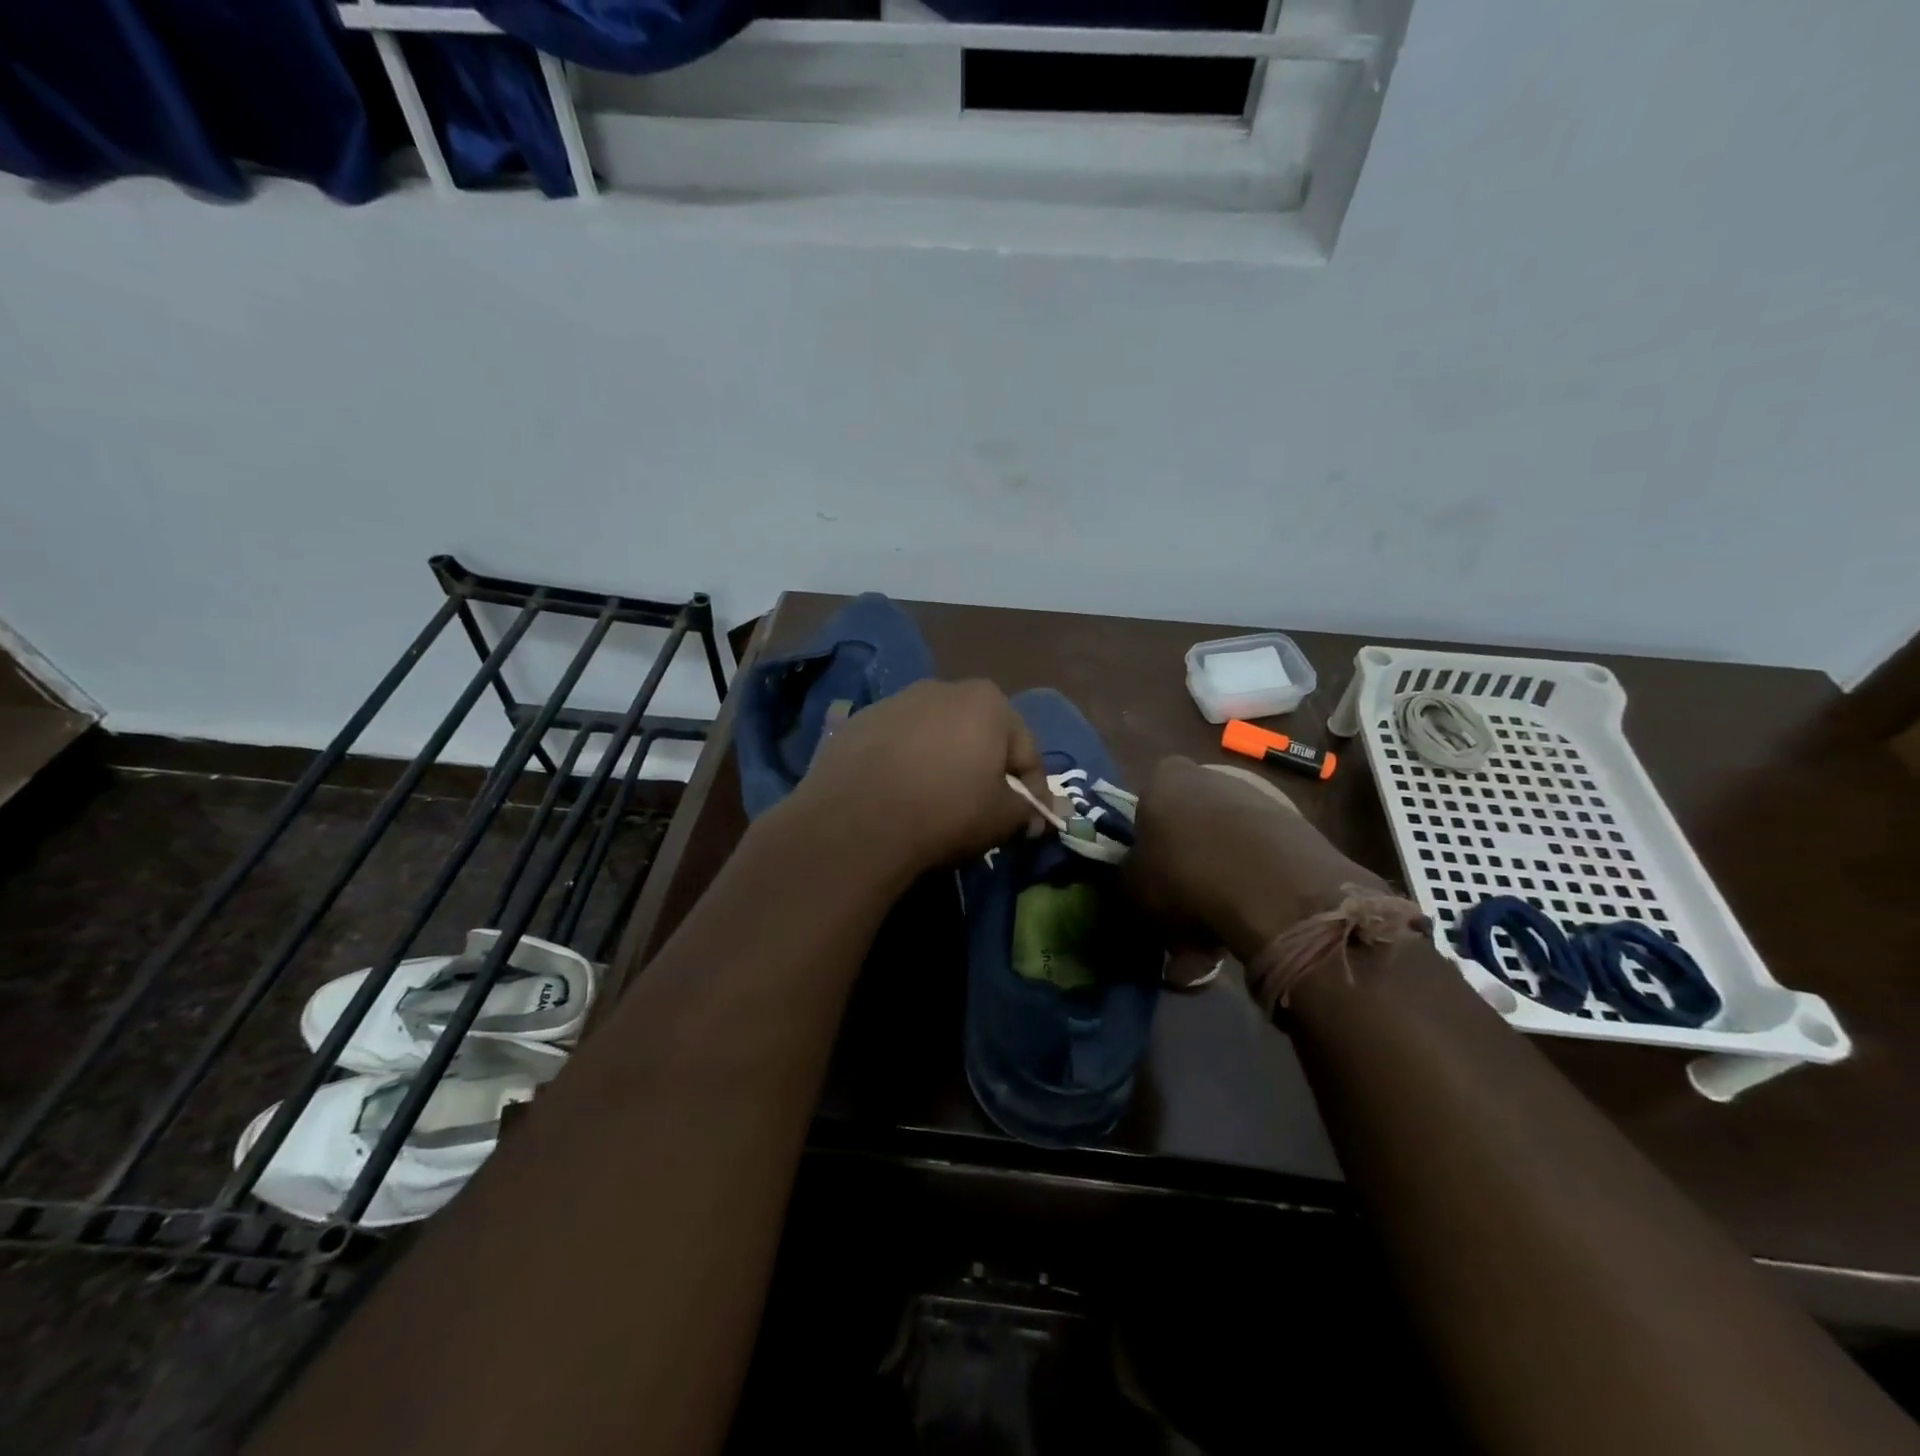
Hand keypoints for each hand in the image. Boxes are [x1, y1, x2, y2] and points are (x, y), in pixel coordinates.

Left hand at [786, 680, 1044, 876]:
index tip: (1029, 821)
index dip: (1033, 790)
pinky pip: (895, 746)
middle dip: (985, 769)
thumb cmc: (947, 811)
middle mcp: (942, 688)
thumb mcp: (1003, 818)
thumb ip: (1027, 810)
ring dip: (942, 764)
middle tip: (984, 809)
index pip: (1025, 750)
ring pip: (934, 737)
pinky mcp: (858, 722)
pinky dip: (904, 765)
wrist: (857, 821)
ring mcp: (895, 702)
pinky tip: (897, 796)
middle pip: (978, 735)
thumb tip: (1032, 816)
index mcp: (988, 701)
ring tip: (935, 803)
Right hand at [1123, 755, 1384, 961]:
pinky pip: (1262, 858)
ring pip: (1228, 842)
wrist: (1276, 889)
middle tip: (1182, 904)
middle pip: (1191, 818)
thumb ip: (1128, 877)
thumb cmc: (1185, 876)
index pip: (1149, 794)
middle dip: (1187, 859)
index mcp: (1165, 780)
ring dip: (1221, 878)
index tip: (1151, 864)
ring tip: (1217, 929)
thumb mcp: (1133, 887)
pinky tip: (1249, 923)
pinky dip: (1254, 887)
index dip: (1148, 830)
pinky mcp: (1298, 827)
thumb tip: (1136, 880)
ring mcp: (1260, 799)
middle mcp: (1212, 777)